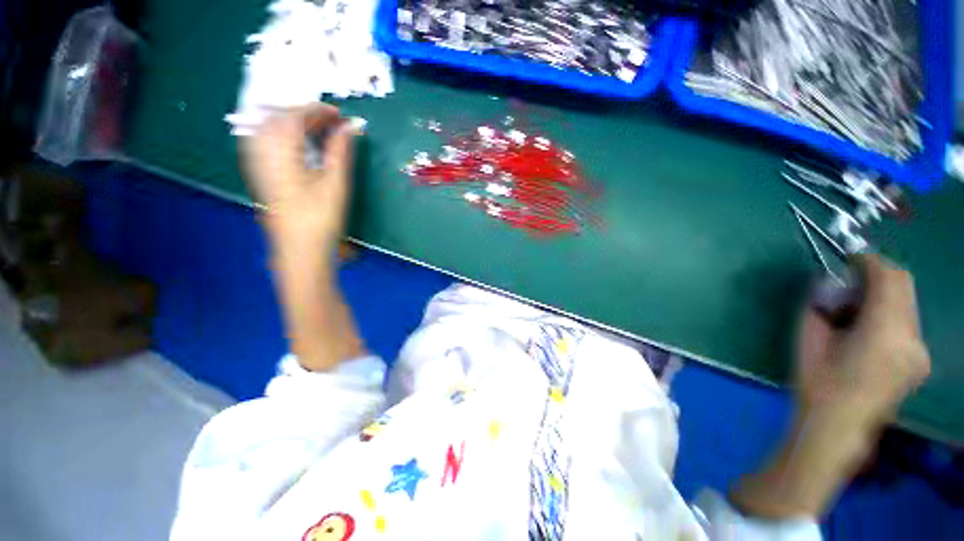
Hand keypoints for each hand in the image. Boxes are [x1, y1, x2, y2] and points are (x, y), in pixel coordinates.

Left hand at [241, 104, 365, 370]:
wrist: (300, 255)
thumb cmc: (320, 222)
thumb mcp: (336, 185)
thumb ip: (342, 152)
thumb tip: (353, 126)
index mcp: (280, 156)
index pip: (292, 118)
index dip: (316, 110)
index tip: (339, 114)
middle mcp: (263, 157)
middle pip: (276, 121)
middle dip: (304, 115)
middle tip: (331, 122)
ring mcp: (259, 169)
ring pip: (268, 132)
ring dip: (292, 125)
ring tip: (317, 131)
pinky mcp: (262, 180)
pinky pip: (266, 147)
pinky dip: (284, 139)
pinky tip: (298, 147)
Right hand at [796, 253, 929, 430]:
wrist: (838, 429)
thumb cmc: (818, 384)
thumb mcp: (809, 339)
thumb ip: (821, 307)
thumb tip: (829, 284)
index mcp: (885, 333)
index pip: (889, 278)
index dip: (869, 261)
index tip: (848, 258)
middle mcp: (912, 338)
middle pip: (905, 286)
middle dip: (878, 274)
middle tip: (849, 279)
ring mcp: (920, 351)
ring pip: (908, 303)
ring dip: (883, 294)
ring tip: (853, 308)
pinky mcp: (919, 361)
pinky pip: (907, 322)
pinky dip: (889, 312)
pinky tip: (866, 329)